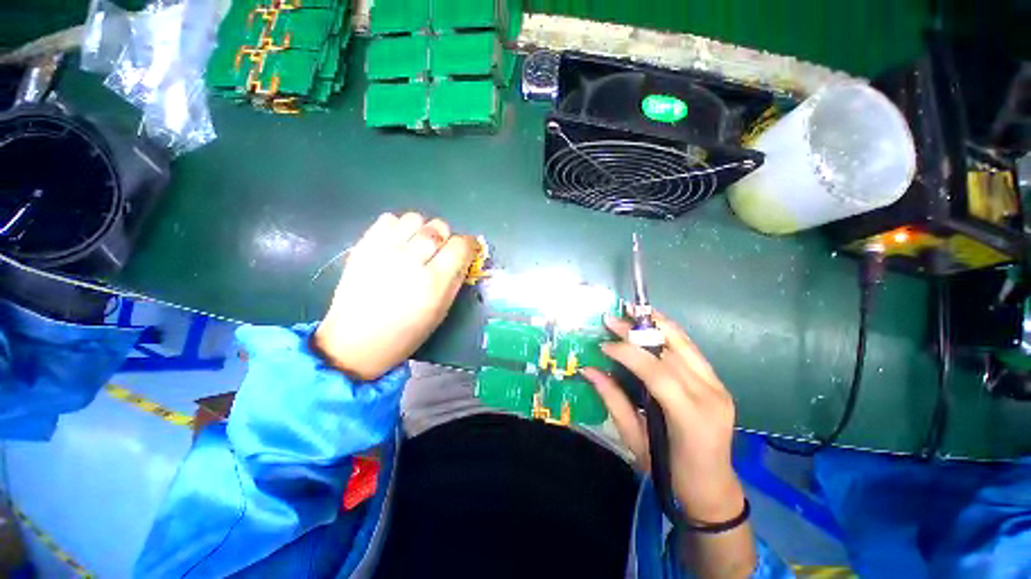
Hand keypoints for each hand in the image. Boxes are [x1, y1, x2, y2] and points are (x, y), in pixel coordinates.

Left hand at [312, 212, 477, 380]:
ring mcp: (383, 251)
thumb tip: (464, 256)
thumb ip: (455, 279)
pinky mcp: (363, 246)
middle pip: (439, 227)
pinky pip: (388, 219)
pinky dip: (398, 227)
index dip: (468, 245)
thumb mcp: (441, 311)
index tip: (467, 250)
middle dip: (446, 237)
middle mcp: (410, 261)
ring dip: (422, 229)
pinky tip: (397, 243)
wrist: (356, 341)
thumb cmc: (407, 333)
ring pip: (415, 218)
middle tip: (440, 251)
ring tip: (417, 245)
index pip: (460, 245)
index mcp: (433, 282)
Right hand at [581, 311, 745, 522]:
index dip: (627, 352)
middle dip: (638, 331)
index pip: (656, 372)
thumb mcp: (635, 440)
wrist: (712, 488)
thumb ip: (613, 400)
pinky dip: (669, 333)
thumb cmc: (669, 472)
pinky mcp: (718, 382)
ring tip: (632, 311)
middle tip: (612, 318)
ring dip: (656, 323)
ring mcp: (718, 386)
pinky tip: (652, 325)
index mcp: (690, 417)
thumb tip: (588, 370)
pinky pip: (690, 350)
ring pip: (685, 343)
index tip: (603, 344)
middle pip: (671, 351)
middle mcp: (710, 395)